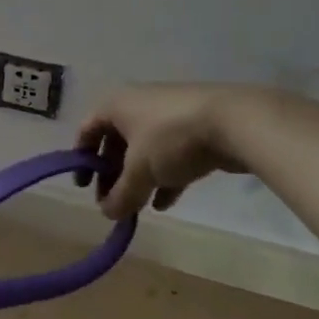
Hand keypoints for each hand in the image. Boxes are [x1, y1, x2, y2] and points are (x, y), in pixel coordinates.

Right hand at [74, 84, 253, 219]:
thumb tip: (107, 213)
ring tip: (138, 206)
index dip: (81, 160)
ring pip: (144, 150)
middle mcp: (138, 104)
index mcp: (115, 105)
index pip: (87, 130)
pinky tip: (166, 203)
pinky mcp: (196, 127)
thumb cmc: (171, 139)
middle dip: (112, 174)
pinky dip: (165, 177)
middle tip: (113, 201)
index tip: (84, 187)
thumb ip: (121, 194)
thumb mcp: (140, 171)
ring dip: (139, 179)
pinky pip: (170, 154)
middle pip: (116, 142)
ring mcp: (169, 114)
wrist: (236, 122)